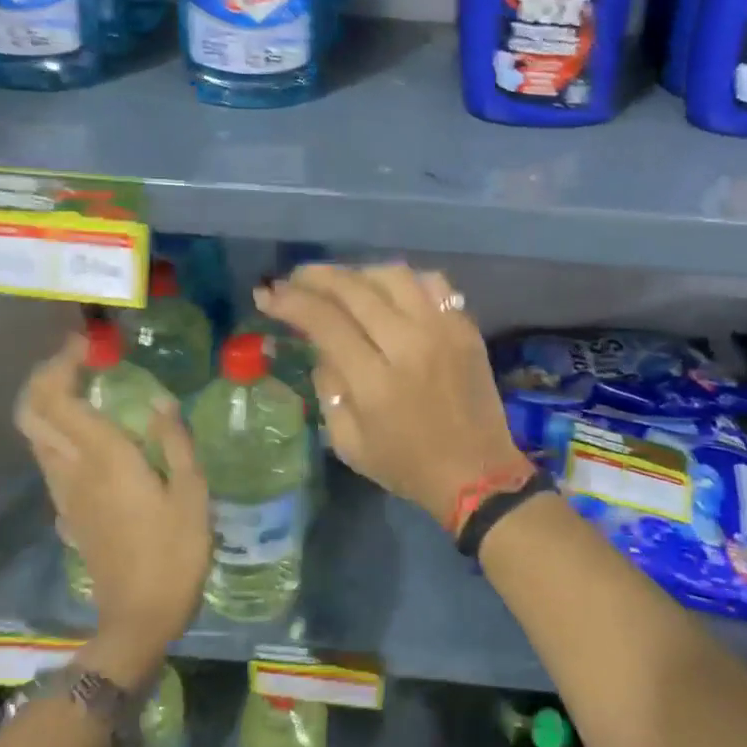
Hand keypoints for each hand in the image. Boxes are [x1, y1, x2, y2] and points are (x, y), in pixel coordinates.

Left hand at [14, 336, 209, 687]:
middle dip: (45, 376)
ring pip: (37, 436)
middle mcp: (73, 469)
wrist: (138, 618)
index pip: (59, 399)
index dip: (63, 364)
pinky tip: (94, 432)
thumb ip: (174, 442)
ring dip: (49, 402)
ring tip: (86, 385)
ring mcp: (64, 492)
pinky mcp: (68, 511)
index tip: (89, 344)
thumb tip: (159, 402)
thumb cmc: (174, 552)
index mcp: (104, 458)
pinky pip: (51, 458)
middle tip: (79, 358)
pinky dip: (60, 430)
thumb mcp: (192, 493)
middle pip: (32, 413)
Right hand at [256, 263, 529, 524]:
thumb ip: (328, 389)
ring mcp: (443, 330)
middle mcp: (410, 344)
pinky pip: (433, 283)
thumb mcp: (349, 443)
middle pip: (355, 289)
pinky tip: (388, 290)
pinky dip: (404, 279)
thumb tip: (322, 346)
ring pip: (394, 276)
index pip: (325, 322)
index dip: (291, 302)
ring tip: (340, 283)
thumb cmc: (407, 466)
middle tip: (295, 277)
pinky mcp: (465, 327)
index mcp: (376, 381)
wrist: (478, 474)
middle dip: (316, 277)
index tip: (268, 294)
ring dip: (358, 273)